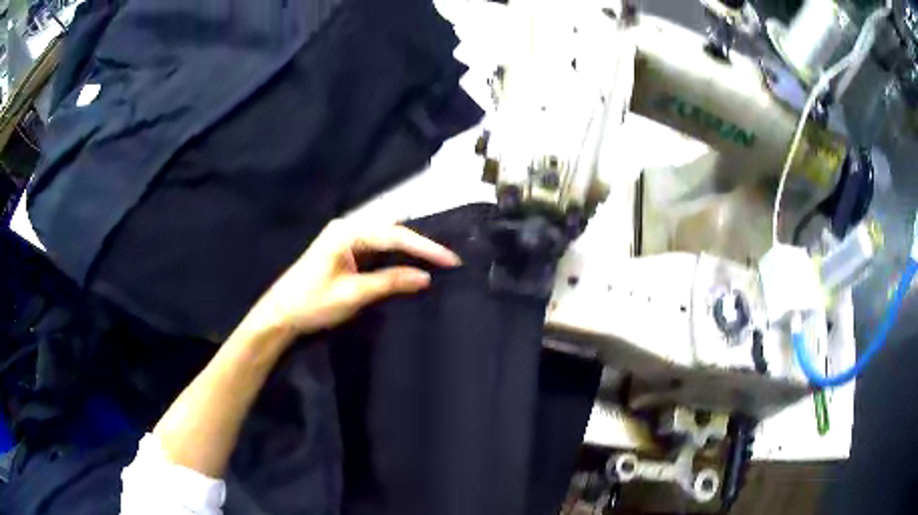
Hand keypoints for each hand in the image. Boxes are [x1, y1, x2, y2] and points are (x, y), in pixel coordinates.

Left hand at [246, 219, 460, 337]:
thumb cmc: (312, 303)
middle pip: (392, 232)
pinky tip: (411, 264)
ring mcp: (346, 239)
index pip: (395, 236)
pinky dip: (396, 257)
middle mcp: (348, 229)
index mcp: (347, 232)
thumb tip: (426, 278)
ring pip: (386, 239)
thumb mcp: (353, 294)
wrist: (280, 315)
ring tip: (438, 260)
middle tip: (449, 259)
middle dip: (421, 245)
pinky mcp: (345, 252)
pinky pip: (377, 250)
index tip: (452, 260)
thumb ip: (390, 282)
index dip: (425, 248)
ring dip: (410, 250)